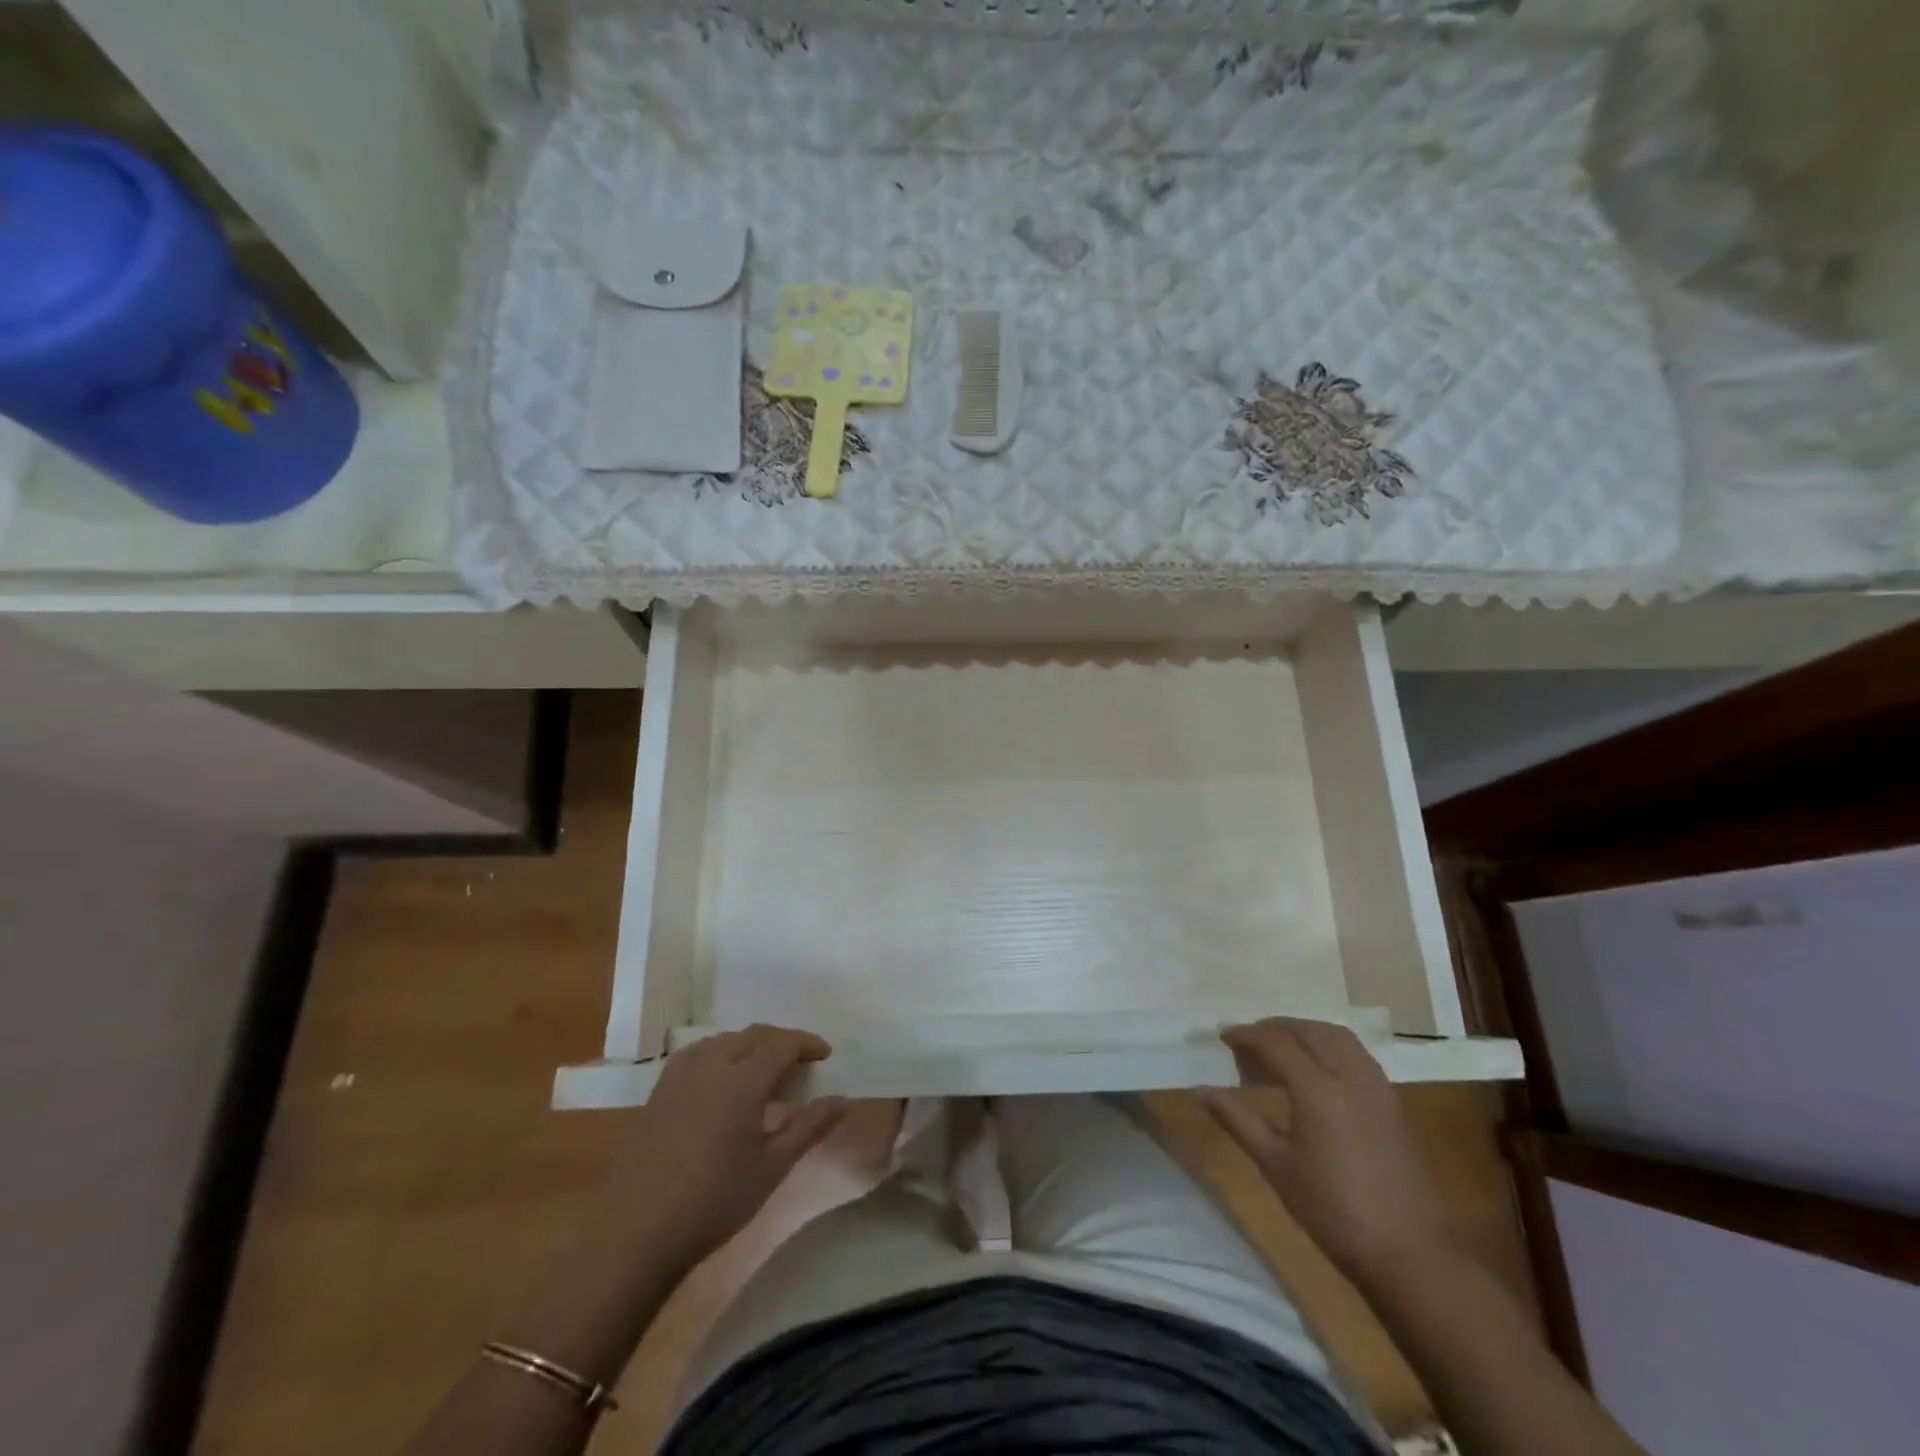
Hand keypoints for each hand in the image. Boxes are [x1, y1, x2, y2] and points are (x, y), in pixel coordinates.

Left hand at [608, 1025, 846, 1263]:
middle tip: (800, 1061)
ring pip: (723, 1040)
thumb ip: (810, 1127)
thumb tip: (844, 1100)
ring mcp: (680, 1076)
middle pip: (753, 1034)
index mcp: (743, 1080)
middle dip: (781, 1040)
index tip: (825, 1055)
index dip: (807, 1044)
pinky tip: (721, 1079)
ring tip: (763, 1067)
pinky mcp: (659, 1091)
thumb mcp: (772, 1167)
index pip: (782, 1043)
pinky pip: (697, 1054)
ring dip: (749, 1044)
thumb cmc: (715, 1201)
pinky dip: (720, 1053)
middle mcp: (712, 1065)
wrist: (637, 1233)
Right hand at [1202, 1017, 1449, 1277]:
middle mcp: (1349, 1077)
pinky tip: (1318, 1069)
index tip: (1223, 1037)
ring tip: (1282, 1046)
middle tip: (1249, 1039)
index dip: (1246, 1035)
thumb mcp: (1276, 1166)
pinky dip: (1330, 1046)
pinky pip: (1357, 1054)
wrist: (1407, 1254)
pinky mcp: (1393, 1103)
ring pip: (1337, 1036)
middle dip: (1275, 1027)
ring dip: (1305, 1031)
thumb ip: (1238, 1120)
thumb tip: (1203, 1090)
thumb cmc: (1332, 1211)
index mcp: (1317, 1089)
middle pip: (1308, 1031)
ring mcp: (1376, 1088)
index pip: (1275, 1042)